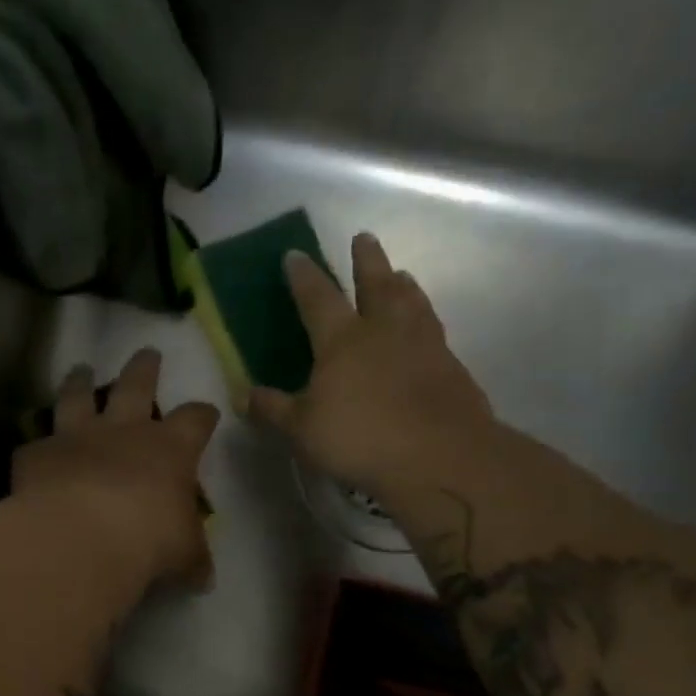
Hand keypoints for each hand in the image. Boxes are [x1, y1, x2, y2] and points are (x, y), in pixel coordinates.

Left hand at [12, 348, 220, 588]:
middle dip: (144, 368)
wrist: (84, 536)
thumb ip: (192, 558)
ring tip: (80, 369)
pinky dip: (36, 446)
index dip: (202, 414)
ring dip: (80, 381)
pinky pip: (35, 443)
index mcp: (170, 448)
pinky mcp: (37, 453)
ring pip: (79, 396)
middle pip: (137, 384)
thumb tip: (202, 576)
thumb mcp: (184, 554)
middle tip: (147, 352)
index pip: (195, 419)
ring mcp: (77, 436)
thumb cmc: (150, 540)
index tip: (207, 412)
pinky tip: (32, 450)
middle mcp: (123, 431)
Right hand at [249, 233, 494, 504]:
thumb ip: (273, 410)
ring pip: (412, 302)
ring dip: (403, 284)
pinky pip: (434, 331)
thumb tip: (243, 396)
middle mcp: (384, 331)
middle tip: (364, 238)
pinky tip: (426, 330)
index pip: (318, 298)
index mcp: (342, 340)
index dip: (304, 276)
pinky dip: (426, 320)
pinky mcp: (451, 367)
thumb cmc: (360, 439)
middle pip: (376, 284)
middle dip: (367, 260)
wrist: (439, 457)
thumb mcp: (302, 430)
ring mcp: (423, 345)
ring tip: (402, 274)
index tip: (294, 254)